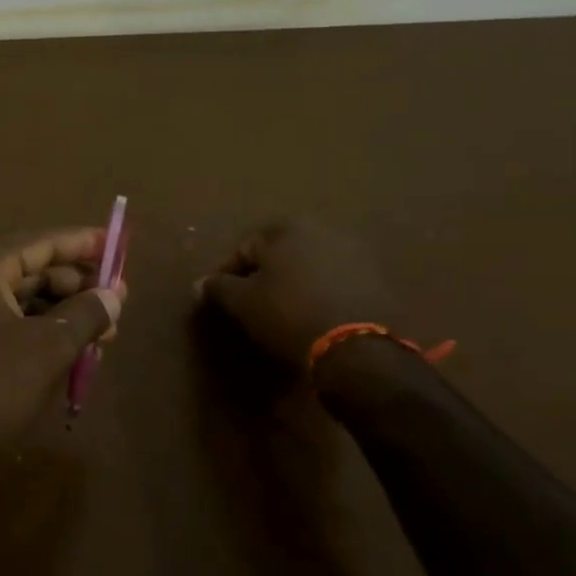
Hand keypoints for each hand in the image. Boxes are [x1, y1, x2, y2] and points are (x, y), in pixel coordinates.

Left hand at [0, 227, 124, 495]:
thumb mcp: (49, 347)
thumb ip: (87, 313)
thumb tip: (114, 295)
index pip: (40, 242)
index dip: (82, 243)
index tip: (117, 244)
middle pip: (32, 271)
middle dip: (77, 287)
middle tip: (119, 302)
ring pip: (23, 303)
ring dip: (64, 316)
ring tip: (105, 334)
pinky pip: (9, 328)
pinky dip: (42, 336)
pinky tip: (75, 354)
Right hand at [196, 218, 395, 369]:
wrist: (357, 347)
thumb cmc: (288, 315)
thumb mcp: (243, 304)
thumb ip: (218, 288)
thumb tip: (200, 283)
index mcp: (286, 228)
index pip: (244, 249)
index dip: (228, 276)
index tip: (223, 301)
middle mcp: (322, 229)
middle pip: (279, 253)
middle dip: (265, 276)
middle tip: (254, 306)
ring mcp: (353, 251)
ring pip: (309, 266)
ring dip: (294, 283)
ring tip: (285, 313)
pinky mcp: (376, 277)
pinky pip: (335, 281)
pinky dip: (321, 294)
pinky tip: (315, 317)